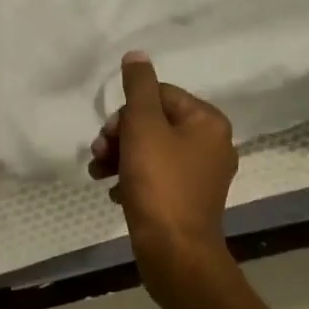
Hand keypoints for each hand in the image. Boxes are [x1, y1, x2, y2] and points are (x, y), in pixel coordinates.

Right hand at [89, 52, 238, 290]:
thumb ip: (139, 87)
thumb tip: (137, 55)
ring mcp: (201, 174)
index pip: (159, 95)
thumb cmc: (159, 184)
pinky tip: (112, 191)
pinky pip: (156, 175)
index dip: (128, 111)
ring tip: (96, 172)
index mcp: (207, 121)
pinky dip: (132, 178)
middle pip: (154, 121)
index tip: (108, 133)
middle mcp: (212, 143)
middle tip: (99, 152)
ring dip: (120, 156)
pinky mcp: (188, 199)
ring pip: (151, 149)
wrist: (174, 253)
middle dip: (121, 135)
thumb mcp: (143, 127)